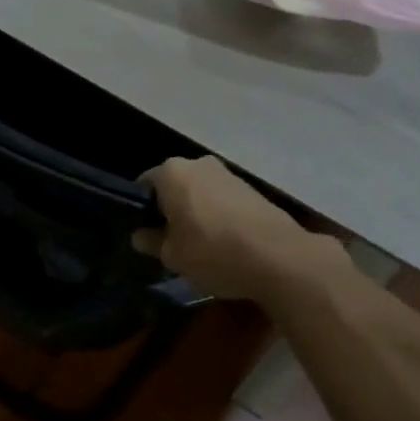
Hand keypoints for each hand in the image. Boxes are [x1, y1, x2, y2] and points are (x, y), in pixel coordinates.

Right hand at [134, 156, 323, 301]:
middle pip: (174, 186)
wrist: (279, 256)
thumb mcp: (172, 255)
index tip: (146, 234)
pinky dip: (218, 216)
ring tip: (199, 246)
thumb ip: (151, 242)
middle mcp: (199, 164)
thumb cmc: (212, 251)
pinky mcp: (252, 189)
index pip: (144, 185)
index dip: (141, 210)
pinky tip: (224, 244)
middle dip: (170, 210)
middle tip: (170, 242)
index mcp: (172, 173)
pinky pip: (222, 201)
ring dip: (195, 213)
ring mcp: (228, 174)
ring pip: (200, 193)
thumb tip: (140, 235)